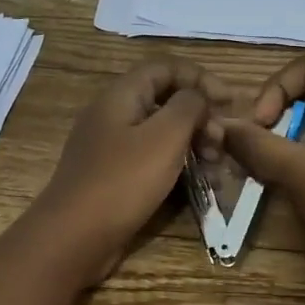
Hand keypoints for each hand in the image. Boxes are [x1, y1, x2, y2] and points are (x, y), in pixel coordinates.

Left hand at [32, 57, 222, 282]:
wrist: (74, 237)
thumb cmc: (123, 181)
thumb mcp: (164, 137)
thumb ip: (188, 107)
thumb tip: (198, 97)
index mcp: (121, 95)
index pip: (165, 68)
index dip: (200, 78)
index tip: (230, 102)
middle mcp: (113, 114)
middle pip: (164, 99)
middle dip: (199, 116)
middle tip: (222, 143)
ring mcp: (110, 147)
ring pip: (160, 132)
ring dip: (192, 143)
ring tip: (216, 167)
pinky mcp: (113, 176)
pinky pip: (150, 159)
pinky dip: (176, 165)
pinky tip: (197, 184)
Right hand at [217, 56, 304, 273]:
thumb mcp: (300, 173)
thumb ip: (257, 145)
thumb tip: (220, 126)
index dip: (275, 90)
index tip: (258, 125)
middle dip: (277, 115)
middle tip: (254, 146)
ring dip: (286, 137)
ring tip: (265, 166)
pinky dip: (303, 153)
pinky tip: (286, 179)